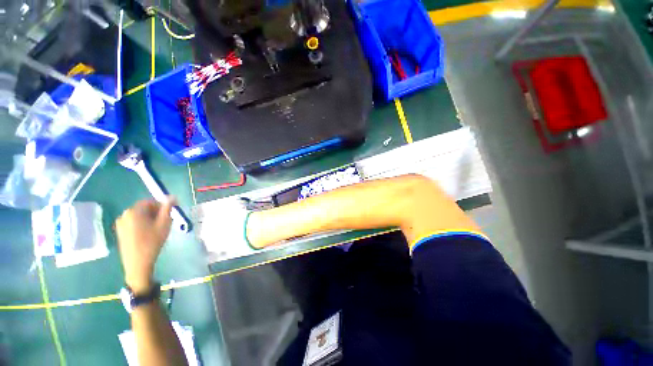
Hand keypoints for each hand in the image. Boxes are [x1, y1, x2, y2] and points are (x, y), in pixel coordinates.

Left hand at [116, 197, 174, 292]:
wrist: (138, 263)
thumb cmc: (152, 242)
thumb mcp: (164, 224)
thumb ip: (168, 208)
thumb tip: (172, 197)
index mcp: (134, 211)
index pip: (149, 201)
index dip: (161, 206)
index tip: (169, 215)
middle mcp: (124, 215)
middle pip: (143, 208)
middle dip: (155, 213)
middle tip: (164, 223)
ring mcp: (120, 224)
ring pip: (138, 216)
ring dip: (149, 219)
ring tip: (157, 230)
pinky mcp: (120, 232)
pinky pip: (133, 223)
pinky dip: (142, 225)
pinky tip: (147, 235)